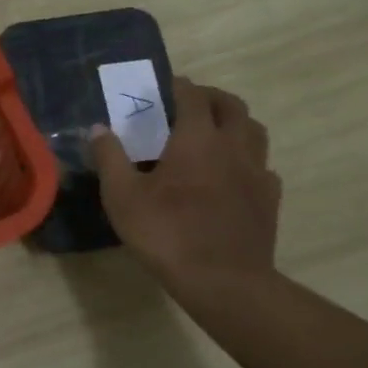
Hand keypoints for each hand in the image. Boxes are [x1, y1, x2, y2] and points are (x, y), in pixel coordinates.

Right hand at [89, 77, 281, 292]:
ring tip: (214, 135)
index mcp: (197, 138)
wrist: (223, 281)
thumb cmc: (167, 233)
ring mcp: (257, 172)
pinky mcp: (269, 198)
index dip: (178, 86)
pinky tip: (234, 176)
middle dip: (211, 98)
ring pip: (254, 131)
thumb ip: (110, 158)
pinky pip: (263, 166)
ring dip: (235, 124)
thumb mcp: (123, 197)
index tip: (163, 87)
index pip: (192, 96)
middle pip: (231, 105)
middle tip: (190, 106)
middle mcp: (233, 145)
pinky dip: (248, 161)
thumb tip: (98, 128)